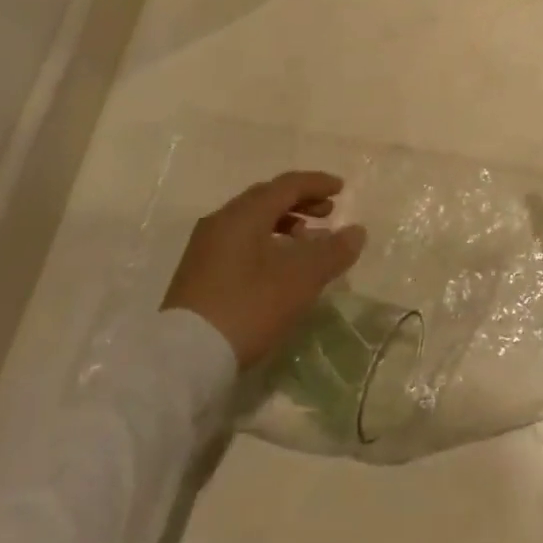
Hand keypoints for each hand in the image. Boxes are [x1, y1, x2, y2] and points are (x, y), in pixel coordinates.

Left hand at [161, 172, 365, 368]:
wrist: (185, 359)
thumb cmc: (248, 307)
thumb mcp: (299, 280)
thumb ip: (332, 252)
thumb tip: (356, 231)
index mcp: (244, 213)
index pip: (287, 185)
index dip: (317, 184)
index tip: (342, 189)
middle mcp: (222, 220)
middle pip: (267, 198)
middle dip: (301, 202)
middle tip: (328, 214)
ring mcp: (206, 246)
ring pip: (252, 221)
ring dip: (284, 224)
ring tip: (307, 243)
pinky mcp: (199, 272)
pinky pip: (240, 241)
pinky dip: (266, 242)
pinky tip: (278, 267)